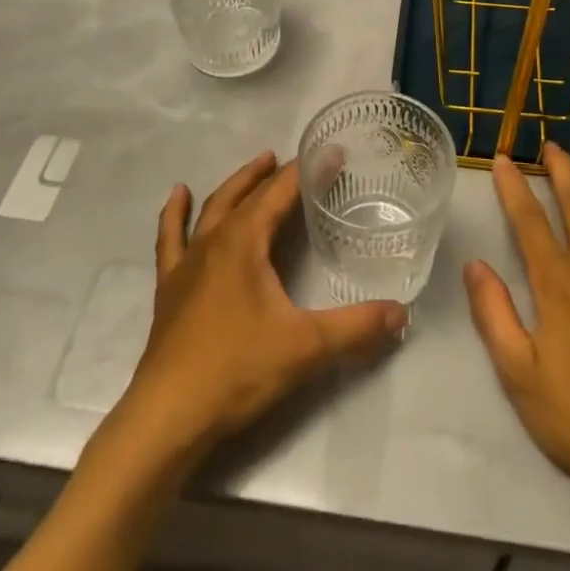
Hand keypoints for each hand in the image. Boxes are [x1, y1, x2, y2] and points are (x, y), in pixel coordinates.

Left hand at [117, 151, 408, 465]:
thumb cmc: (236, 370)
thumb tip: (401, 314)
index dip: (307, 171)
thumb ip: (355, 328)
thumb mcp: (305, 347)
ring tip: (256, 165)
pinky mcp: (170, 287)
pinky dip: (175, 214)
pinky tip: (178, 195)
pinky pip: (170, 239)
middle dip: (273, 173)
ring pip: (213, 208)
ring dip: (237, 184)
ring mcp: (187, 262)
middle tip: (295, 159)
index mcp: (245, 241)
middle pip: (247, 193)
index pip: (282, 192)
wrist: (167, 417)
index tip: (332, 153)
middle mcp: (215, 240)